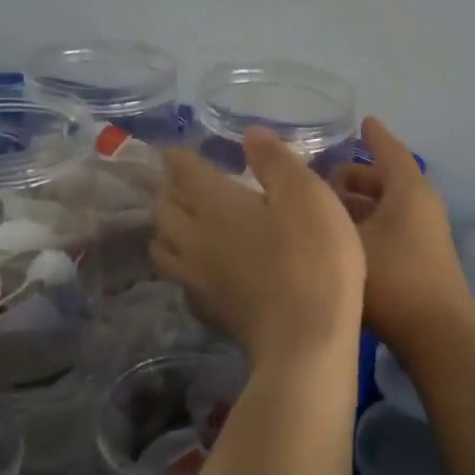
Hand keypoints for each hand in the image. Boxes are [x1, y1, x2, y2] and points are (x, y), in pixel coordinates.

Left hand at [154, 128, 365, 367]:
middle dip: (170, 192)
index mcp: (215, 204)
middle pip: (163, 209)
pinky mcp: (207, 310)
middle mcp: (193, 237)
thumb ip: (275, 161)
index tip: (179, 152)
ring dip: (167, 229)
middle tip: (186, 185)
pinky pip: (179, 279)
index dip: (179, 158)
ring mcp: (195, 278)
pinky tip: (202, 267)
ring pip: (162, 246)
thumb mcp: (307, 195)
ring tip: (186, 223)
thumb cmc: (313, 257)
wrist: (306, 340)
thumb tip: (249, 134)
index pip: (182, 172)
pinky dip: (182, 265)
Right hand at [329, 117, 474, 351]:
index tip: (361, 121)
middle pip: (385, 179)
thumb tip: (300, 191)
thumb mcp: (347, 241)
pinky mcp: (422, 258)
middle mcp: (422, 205)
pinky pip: (391, 226)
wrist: (437, 336)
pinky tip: (341, 240)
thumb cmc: (392, 279)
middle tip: (319, 179)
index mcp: (409, 190)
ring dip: (358, 204)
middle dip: (353, 176)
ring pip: (387, 206)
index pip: (389, 150)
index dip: (374, 135)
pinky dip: (367, 224)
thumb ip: (321, 213)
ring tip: (322, 209)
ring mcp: (426, 233)